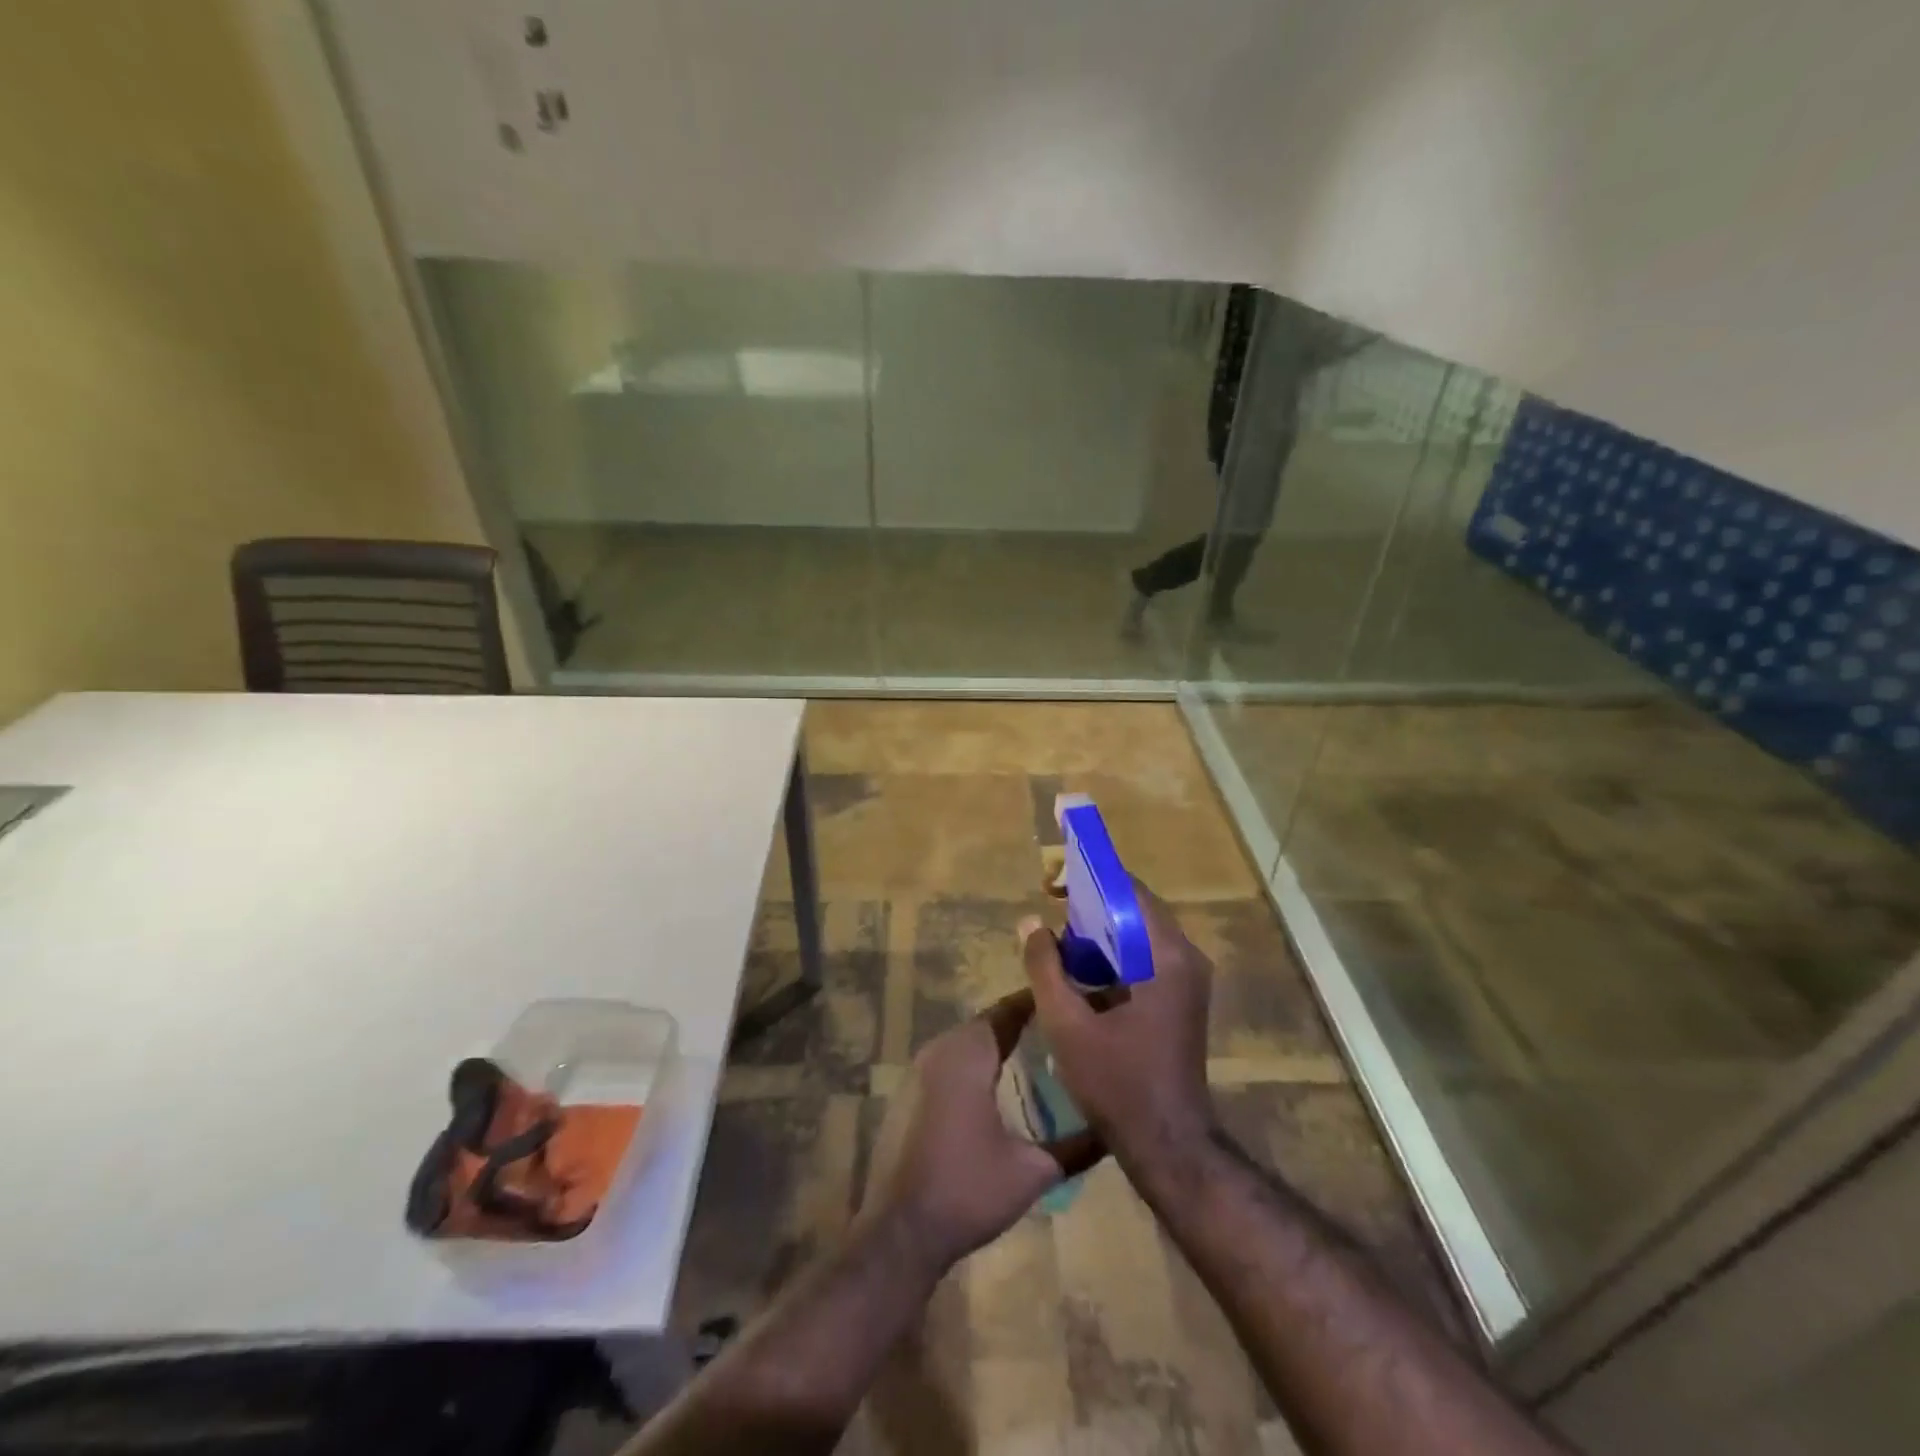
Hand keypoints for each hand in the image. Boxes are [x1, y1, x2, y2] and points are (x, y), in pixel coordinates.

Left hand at [859, 991, 1101, 1274]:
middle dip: (1024, 1022)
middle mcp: (940, 1048)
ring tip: (1041, 1050)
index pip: (1009, 1010)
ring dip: (1000, 1042)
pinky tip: (1002, 1083)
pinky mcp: (910, 1092)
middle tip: (1064, 1028)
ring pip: (969, 1041)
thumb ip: (1076, 1147)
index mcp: (968, 1053)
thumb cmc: (967, 1191)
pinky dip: (978, 1061)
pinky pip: (951, 1060)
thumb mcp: (1032, 1172)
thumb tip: (1114, 1131)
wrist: (899, 1231)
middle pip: (989, 1022)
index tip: (1072, 1001)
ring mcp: (919, 1069)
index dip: (1040, 1003)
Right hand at [1021, 883, 1214, 1178]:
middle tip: (1051, 908)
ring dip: (1102, 931)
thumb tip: (1030, 923)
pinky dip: (1116, 955)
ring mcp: (1189, 981)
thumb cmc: (1118, 1083)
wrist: (1168, 1145)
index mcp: (1167, 956)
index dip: (1089, 879)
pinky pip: (1147, 959)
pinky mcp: (1183, 1000)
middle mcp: (1186, 959)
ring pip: (1141, 935)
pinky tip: (1083, 972)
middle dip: (1092, 905)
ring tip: (1060, 940)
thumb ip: (1045, 968)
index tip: (1052, 883)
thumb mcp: (1068, 1024)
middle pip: (1137, 910)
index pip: (1130, 891)